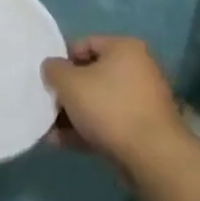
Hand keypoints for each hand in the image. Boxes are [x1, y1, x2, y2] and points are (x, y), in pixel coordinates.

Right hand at [41, 36, 187, 175]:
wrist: (152, 157)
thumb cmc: (109, 107)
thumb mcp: (70, 83)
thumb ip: (54, 70)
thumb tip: (51, 67)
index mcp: (124, 48)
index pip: (85, 43)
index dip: (62, 58)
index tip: (47, 77)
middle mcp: (137, 69)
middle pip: (91, 74)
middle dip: (67, 91)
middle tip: (47, 103)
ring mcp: (142, 101)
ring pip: (98, 102)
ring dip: (73, 114)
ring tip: (49, 129)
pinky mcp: (142, 130)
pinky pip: (108, 123)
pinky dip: (87, 130)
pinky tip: (62, 143)